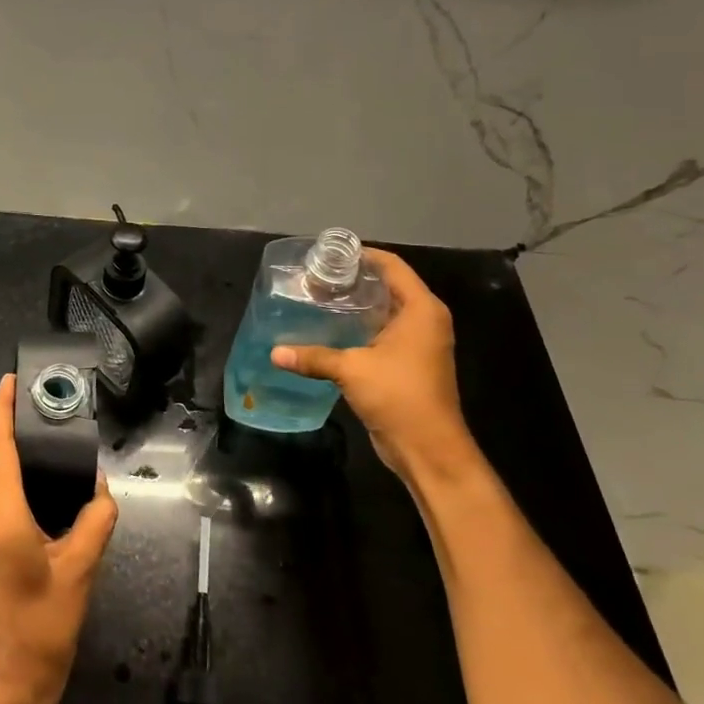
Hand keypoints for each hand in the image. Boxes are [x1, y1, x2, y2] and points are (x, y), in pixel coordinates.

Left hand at [0, 375, 118, 703]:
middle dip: (12, 431)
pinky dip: (12, 485)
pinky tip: (39, 488)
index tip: (10, 381)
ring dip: (13, 459)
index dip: (2, 411)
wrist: (4, 688)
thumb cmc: (43, 630)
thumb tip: (101, 488)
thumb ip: (95, 520)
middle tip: (45, 409)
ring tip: (47, 443)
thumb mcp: (80, 571)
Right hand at [270, 248, 478, 485]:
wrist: (429, 449)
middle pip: (388, 286)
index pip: (392, 266)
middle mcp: (424, 320)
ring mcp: (419, 343)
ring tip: (318, 299)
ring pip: (384, 311)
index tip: (329, 254)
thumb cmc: (399, 397)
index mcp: (421, 310)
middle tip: (316, 277)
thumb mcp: (352, 370)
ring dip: (355, 305)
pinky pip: (383, 332)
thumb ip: (314, 356)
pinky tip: (330, 330)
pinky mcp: (409, 363)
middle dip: (354, 280)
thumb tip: (274, 352)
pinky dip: (360, 327)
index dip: (362, 255)